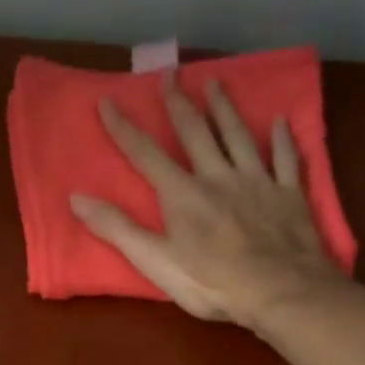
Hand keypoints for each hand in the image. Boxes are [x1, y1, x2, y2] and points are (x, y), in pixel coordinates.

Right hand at [71, 74, 342, 324]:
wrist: (280, 290)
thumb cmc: (212, 283)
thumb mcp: (155, 262)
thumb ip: (117, 229)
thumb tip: (76, 198)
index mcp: (183, 194)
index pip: (146, 154)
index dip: (124, 128)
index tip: (108, 101)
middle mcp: (218, 177)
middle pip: (195, 133)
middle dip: (178, 104)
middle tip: (170, 74)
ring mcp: (257, 182)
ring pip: (238, 136)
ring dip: (225, 109)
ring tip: (216, 83)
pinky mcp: (288, 194)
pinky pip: (285, 159)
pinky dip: (282, 139)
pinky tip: (281, 122)